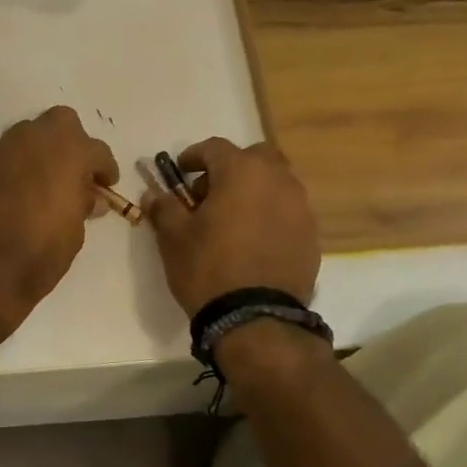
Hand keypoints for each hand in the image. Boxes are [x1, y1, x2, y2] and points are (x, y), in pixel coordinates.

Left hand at [0, 107, 119, 331]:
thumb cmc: (40, 252)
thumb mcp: (75, 232)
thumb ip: (83, 205)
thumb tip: (89, 197)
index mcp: (68, 152)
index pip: (97, 150)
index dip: (105, 168)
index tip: (106, 184)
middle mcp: (33, 140)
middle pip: (61, 123)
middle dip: (71, 142)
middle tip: (74, 172)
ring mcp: (0, 150)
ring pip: (27, 135)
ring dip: (39, 152)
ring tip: (43, 183)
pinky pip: (3, 156)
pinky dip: (14, 168)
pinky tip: (14, 194)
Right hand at [146, 137, 318, 315]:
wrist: (255, 318)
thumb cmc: (208, 267)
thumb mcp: (173, 236)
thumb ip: (164, 207)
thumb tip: (155, 193)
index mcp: (241, 171)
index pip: (215, 148)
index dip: (193, 156)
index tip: (180, 172)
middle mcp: (277, 180)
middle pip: (255, 157)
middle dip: (231, 167)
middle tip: (210, 192)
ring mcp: (300, 207)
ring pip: (276, 182)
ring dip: (254, 190)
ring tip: (232, 218)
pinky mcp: (312, 235)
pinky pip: (288, 210)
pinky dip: (270, 214)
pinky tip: (253, 239)